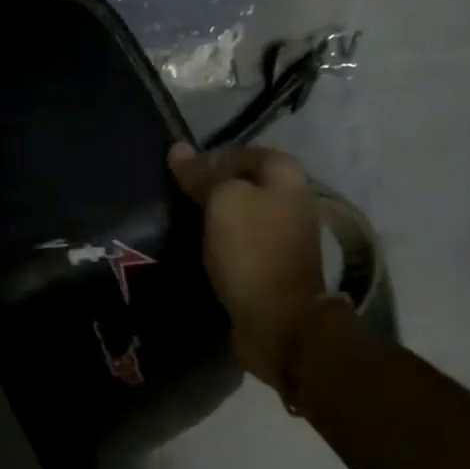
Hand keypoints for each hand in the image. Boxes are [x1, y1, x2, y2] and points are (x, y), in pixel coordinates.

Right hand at [169, 142, 324, 386]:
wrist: (278, 320)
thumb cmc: (252, 251)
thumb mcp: (223, 203)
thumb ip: (203, 175)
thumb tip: (178, 149)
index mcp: (287, 177)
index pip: (245, 152)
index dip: (213, 158)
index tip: (180, 173)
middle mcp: (292, 202)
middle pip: (246, 184)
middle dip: (213, 189)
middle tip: (177, 198)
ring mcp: (285, 238)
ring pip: (244, 216)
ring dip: (216, 219)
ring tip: (182, 224)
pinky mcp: (273, 268)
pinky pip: (243, 245)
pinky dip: (222, 245)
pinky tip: (199, 251)